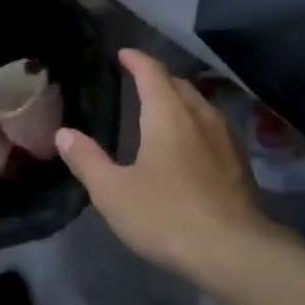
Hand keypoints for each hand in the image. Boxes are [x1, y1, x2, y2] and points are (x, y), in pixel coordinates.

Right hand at [56, 49, 295, 278]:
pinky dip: (196, 122)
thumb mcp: (114, 192)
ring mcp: (226, 138)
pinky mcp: (240, 163)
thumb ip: (87, 160)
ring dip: (180, 100)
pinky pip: (214, 127)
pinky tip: (191, 144)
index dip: (136, 59)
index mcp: (168, 114)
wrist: (235, 251)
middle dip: (158, 78)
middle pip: (179, 84)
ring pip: (200, 105)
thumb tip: (63, 134)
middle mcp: (200, 115)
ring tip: (163, 110)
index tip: (123, 53)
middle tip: (139, 82)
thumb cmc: (167, 215)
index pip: (152, 72)